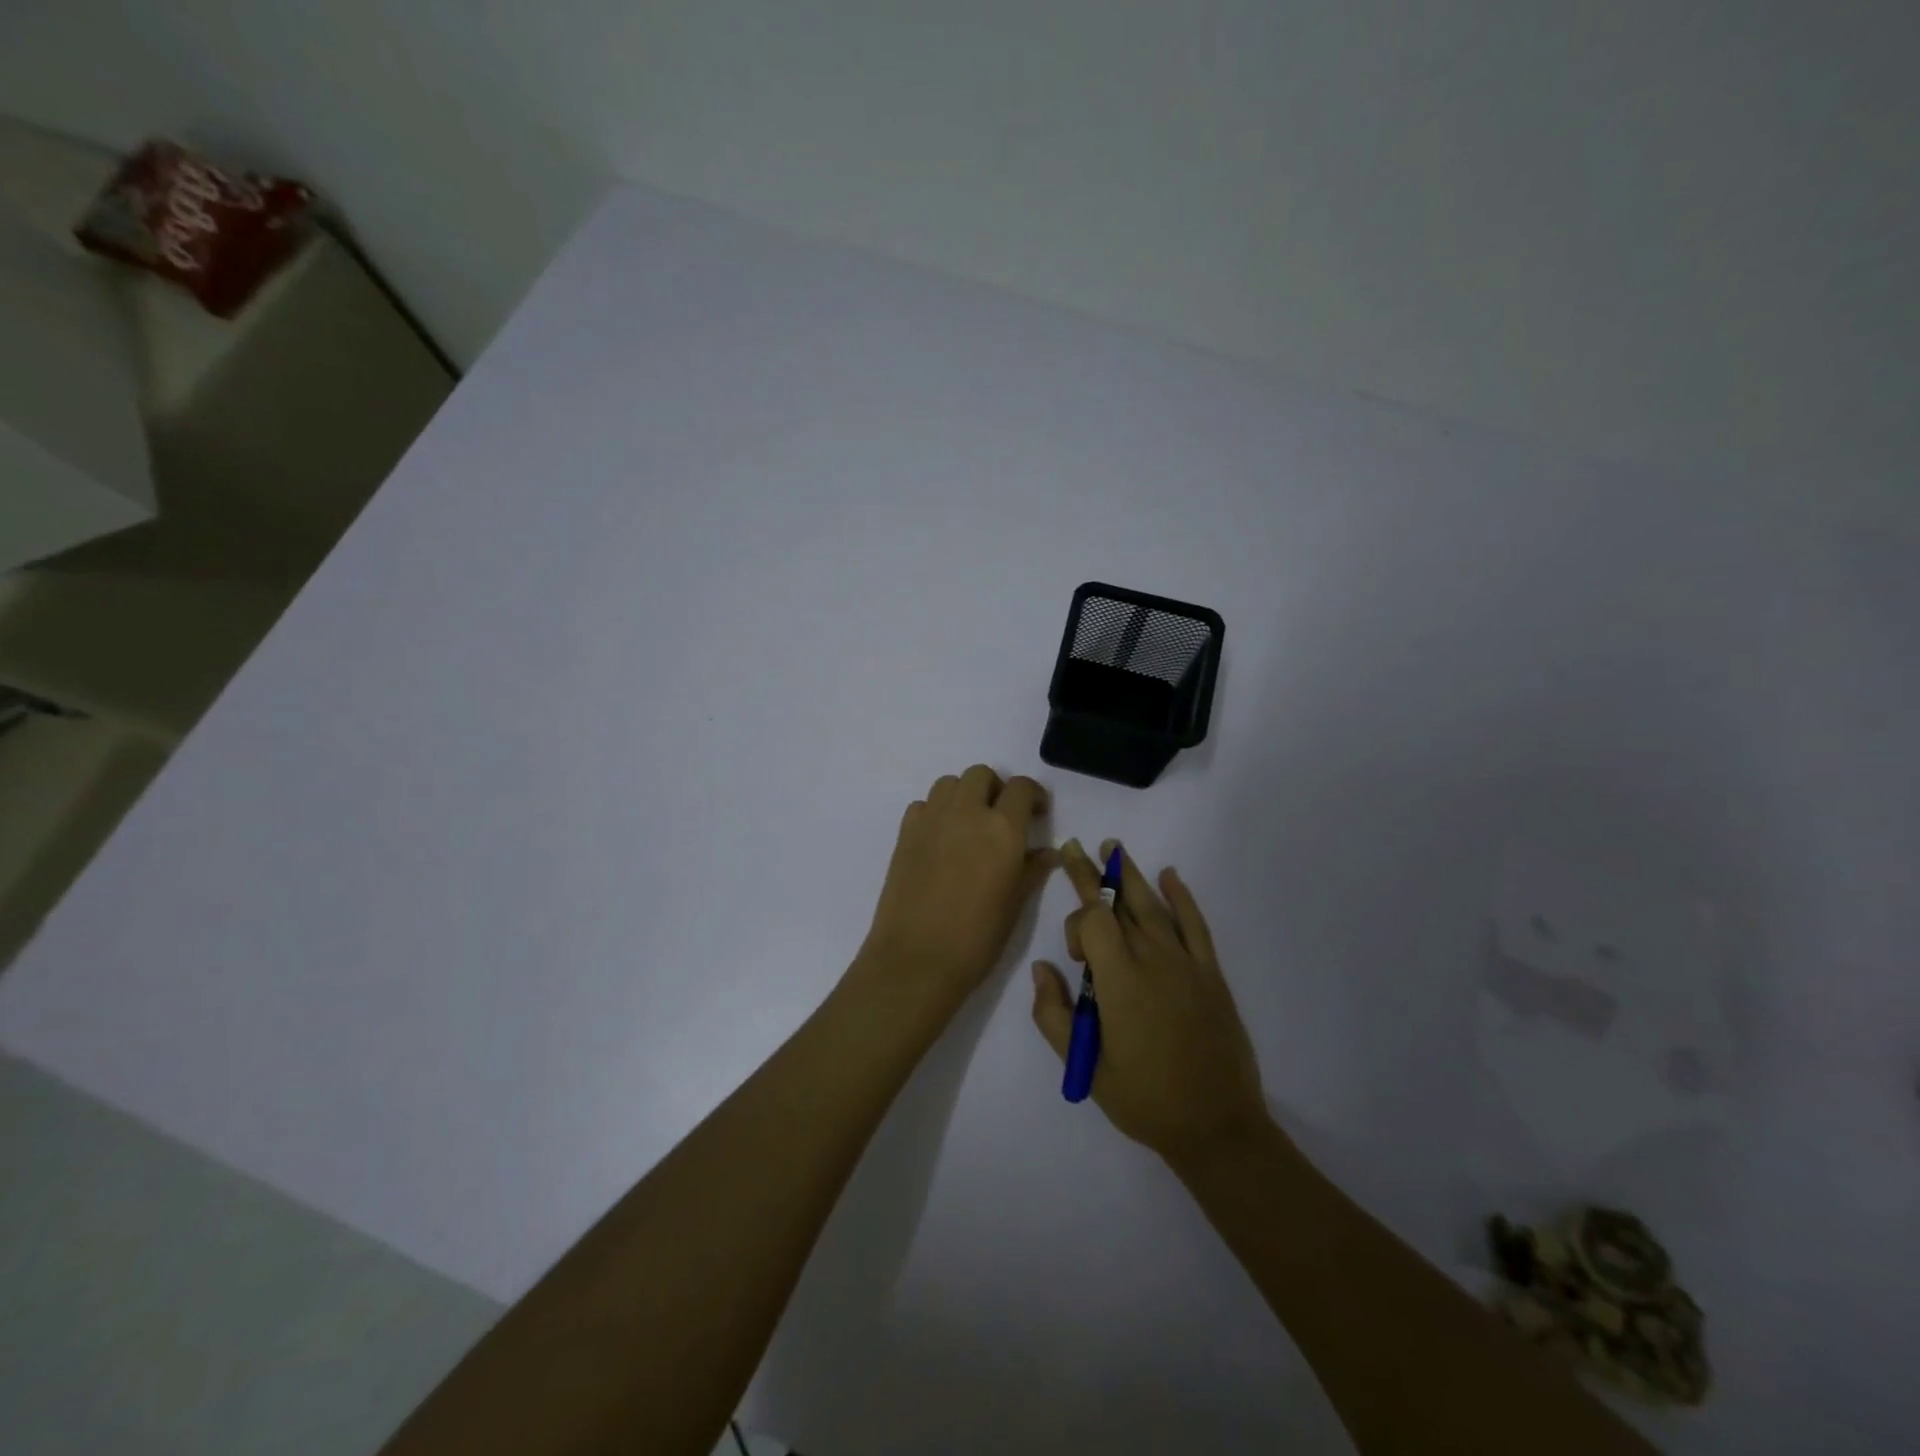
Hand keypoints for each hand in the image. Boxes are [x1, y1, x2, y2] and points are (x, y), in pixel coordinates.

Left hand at [851, 765, 1056, 1029]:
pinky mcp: (905, 832)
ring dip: (964, 794)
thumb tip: (1047, 852)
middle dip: (995, 788)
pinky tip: (941, 839)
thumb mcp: (1015, 905)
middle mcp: (966, 812)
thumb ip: (1031, 869)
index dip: (1032, 795)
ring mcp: (931, 819)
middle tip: (1001, 817)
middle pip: (981, 775)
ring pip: (950, 783)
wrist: (916, 959)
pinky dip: (936, 811)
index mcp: (1002, 829)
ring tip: (970, 824)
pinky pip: (924, 804)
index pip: (1021, 788)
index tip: (1037, 812)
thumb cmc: (976, 938)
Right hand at [1031, 840, 1269, 1167]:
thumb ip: (1054, 1014)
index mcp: (1120, 981)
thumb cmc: (1143, 1098)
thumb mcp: (1085, 1066)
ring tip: (1113, 847)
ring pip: (1152, 906)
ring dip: (1130, 874)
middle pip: (1118, 903)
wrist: (1216, 1125)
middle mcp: (1152, 959)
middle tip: (1075, 847)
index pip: (1094, 920)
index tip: (1074, 957)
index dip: (1077, 925)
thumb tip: (1042, 968)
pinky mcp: (1210, 973)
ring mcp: (1185, 963)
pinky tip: (1170, 876)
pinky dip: (1182, 897)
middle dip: (1093, 874)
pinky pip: (1195, 924)